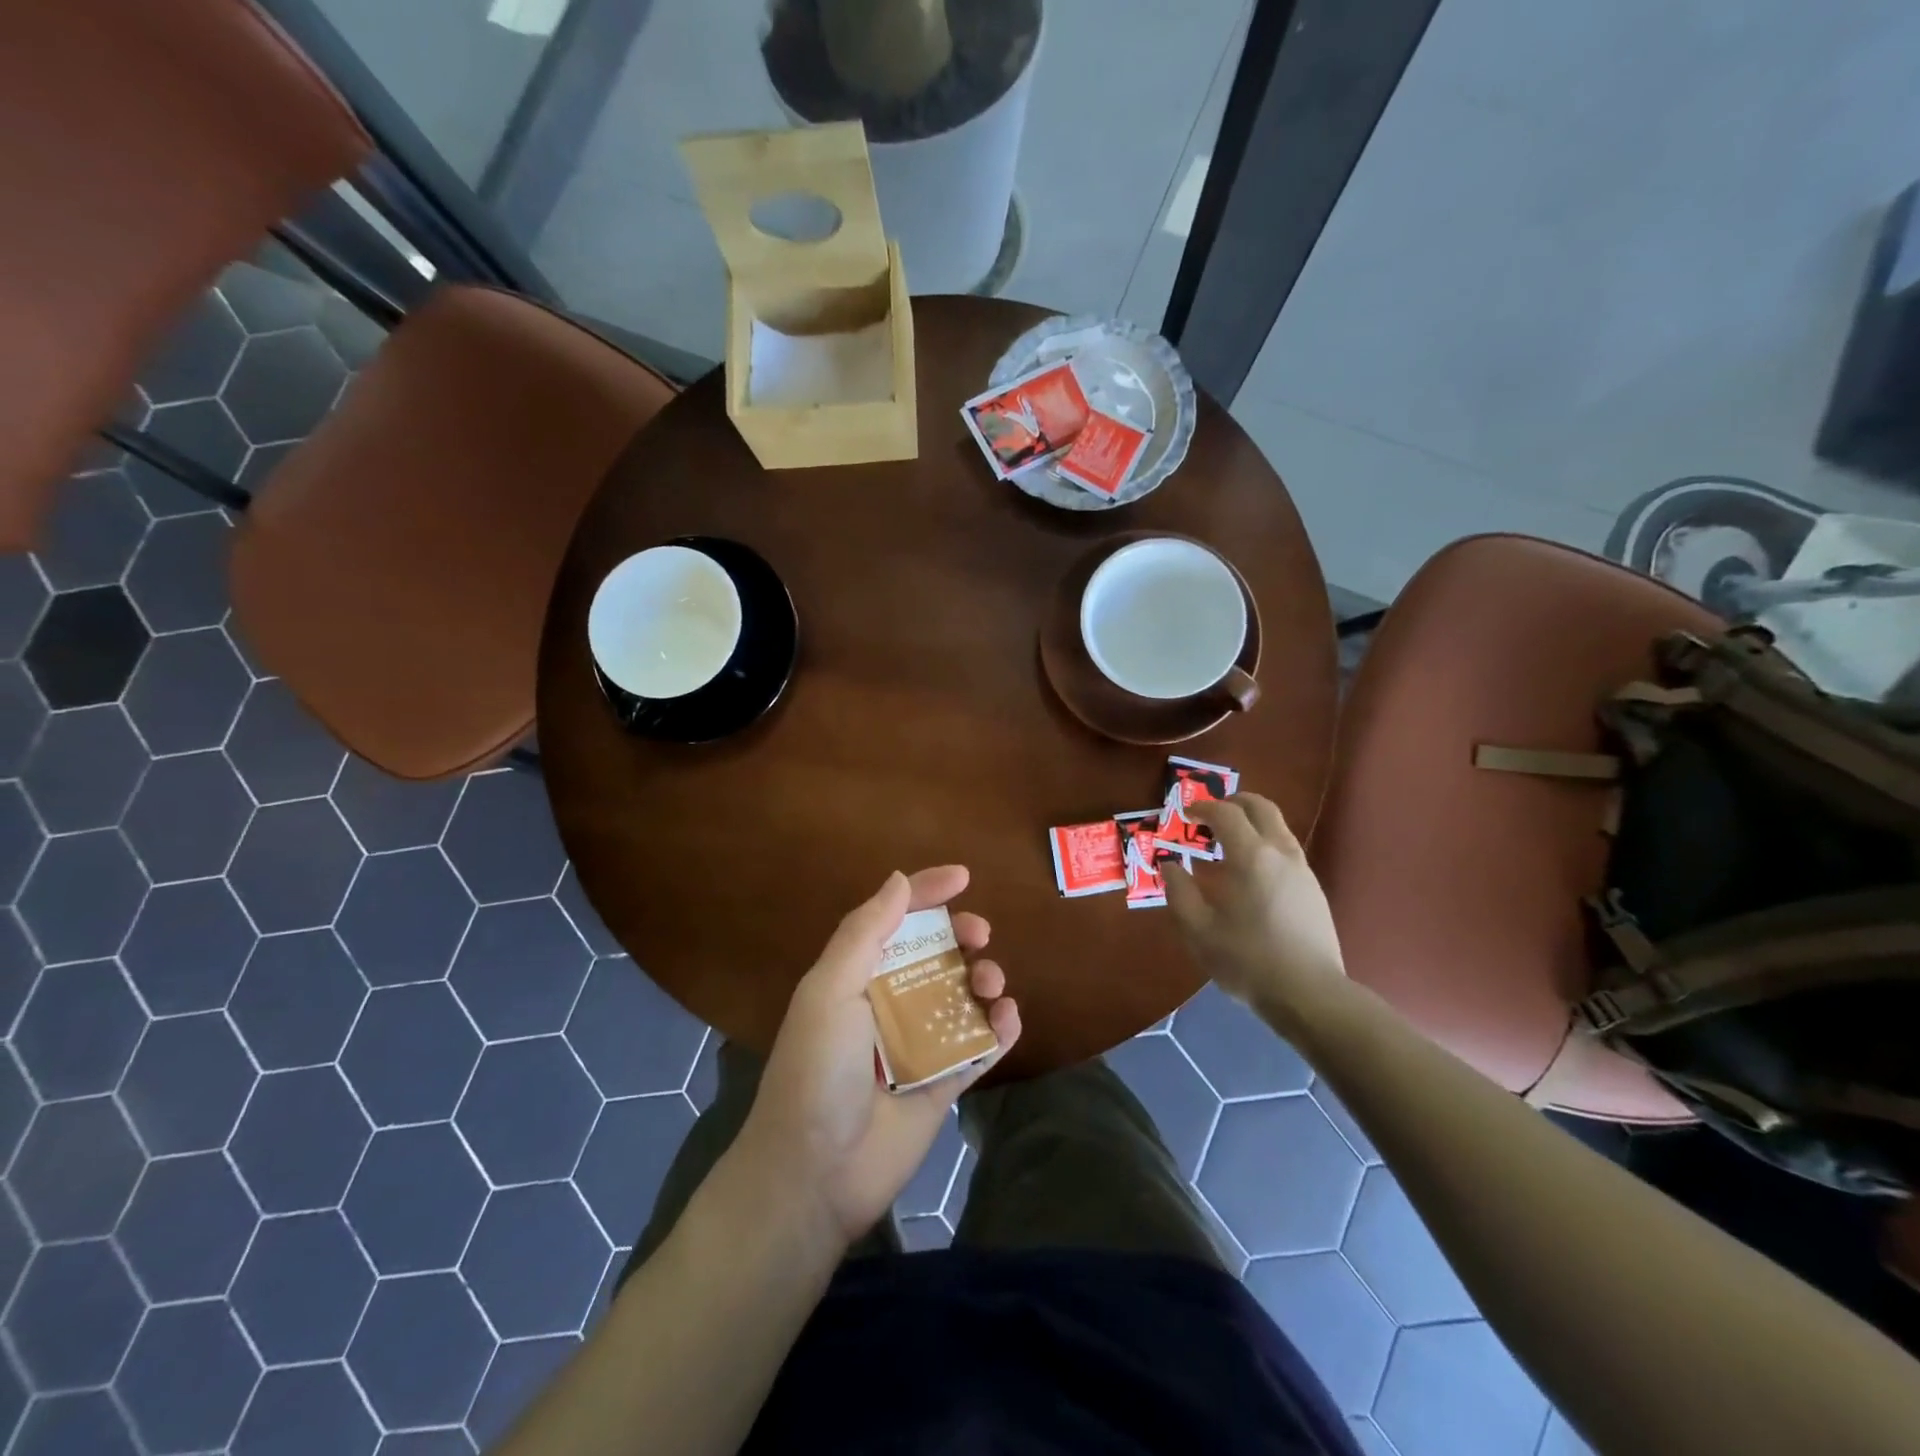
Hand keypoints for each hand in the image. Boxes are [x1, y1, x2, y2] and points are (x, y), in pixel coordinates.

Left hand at [735, 867, 1020, 1246]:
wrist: (815, 1175)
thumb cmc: (817, 1070)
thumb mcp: (830, 990)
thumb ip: (865, 932)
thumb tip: (899, 880)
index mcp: (857, 975)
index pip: (895, 919)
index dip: (927, 891)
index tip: (964, 877)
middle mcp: (888, 1002)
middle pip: (936, 953)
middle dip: (962, 935)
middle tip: (980, 935)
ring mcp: (918, 1043)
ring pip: (962, 995)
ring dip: (984, 978)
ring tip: (990, 984)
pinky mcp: (942, 1082)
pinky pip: (979, 1046)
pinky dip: (999, 1028)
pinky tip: (1006, 1020)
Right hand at [1163, 795, 1345, 1018]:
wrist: (1310, 995)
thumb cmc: (1247, 960)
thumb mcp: (1198, 930)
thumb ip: (1179, 891)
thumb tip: (1170, 865)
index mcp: (1250, 857)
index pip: (1225, 813)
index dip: (1203, 807)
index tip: (1186, 813)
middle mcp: (1280, 853)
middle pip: (1261, 807)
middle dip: (1234, 802)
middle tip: (1211, 814)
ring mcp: (1302, 870)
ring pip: (1278, 827)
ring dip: (1251, 823)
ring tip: (1227, 844)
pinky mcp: (1314, 889)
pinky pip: (1286, 850)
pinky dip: (1264, 845)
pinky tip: (1249, 875)